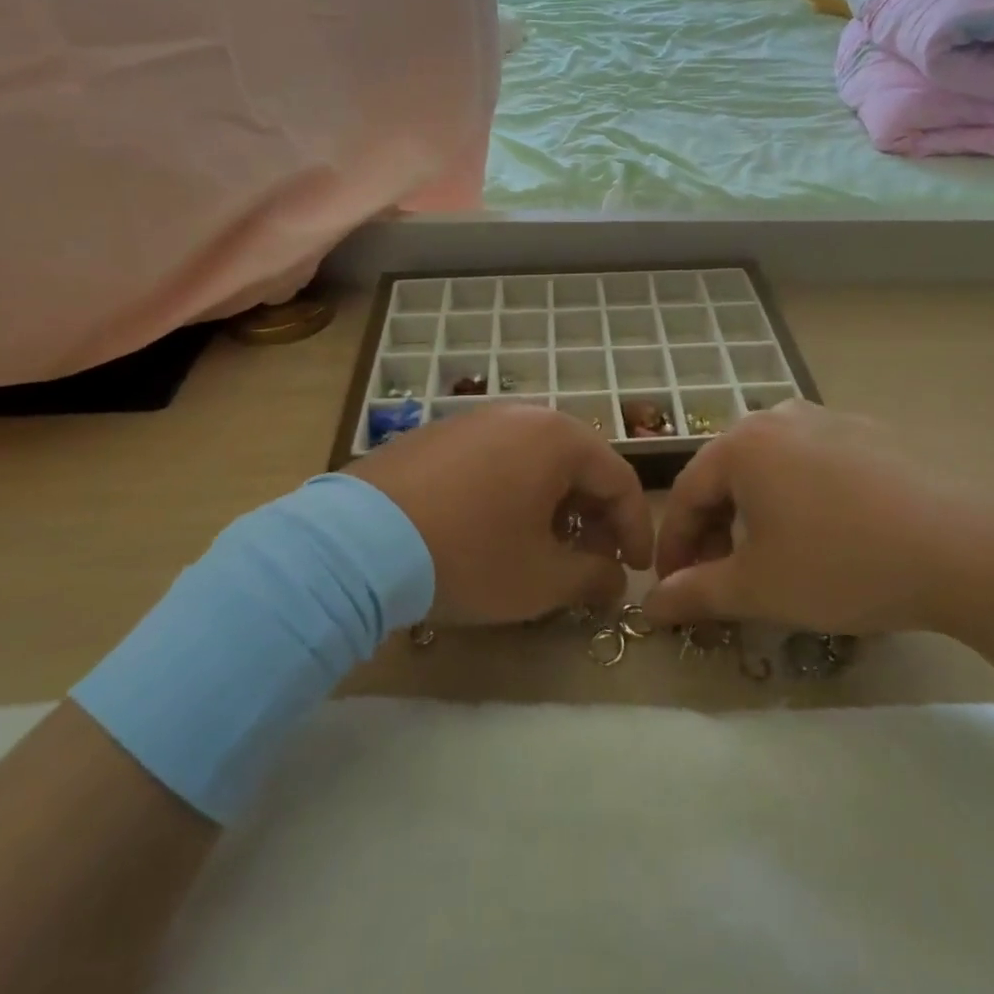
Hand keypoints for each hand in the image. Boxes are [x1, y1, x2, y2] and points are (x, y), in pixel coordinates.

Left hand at [345, 404, 652, 624]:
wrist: (358, 541)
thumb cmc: (469, 554)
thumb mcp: (541, 579)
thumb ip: (592, 577)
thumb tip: (614, 579)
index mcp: (558, 438)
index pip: (619, 479)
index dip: (635, 528)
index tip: (634, 570)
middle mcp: (521, 414)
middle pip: (578, 465)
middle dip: (593, 516)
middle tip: (591, 561)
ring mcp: (475, 418)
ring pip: (535, 460)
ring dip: (553, 503)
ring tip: (543, 547)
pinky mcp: (438, 434)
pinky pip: (495, 458)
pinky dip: (511, 491)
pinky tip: (493, 527)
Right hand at [643, 401, 993, 638]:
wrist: (965, 546)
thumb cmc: (842, 563)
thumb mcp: (760, 588)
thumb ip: (696, 593)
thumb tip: (651, 605)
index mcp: (742, 444)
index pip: (686, 494)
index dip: (674, 547)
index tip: (672, 590)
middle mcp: (779, 417)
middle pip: (727, 476)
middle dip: (715, 530)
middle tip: (720, 579)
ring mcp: (830, 418)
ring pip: (771, 468)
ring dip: (756, 514)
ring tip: (771, 558)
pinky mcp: (872, 433)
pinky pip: (815, 464)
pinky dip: (800, 499)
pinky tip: (827, 535)